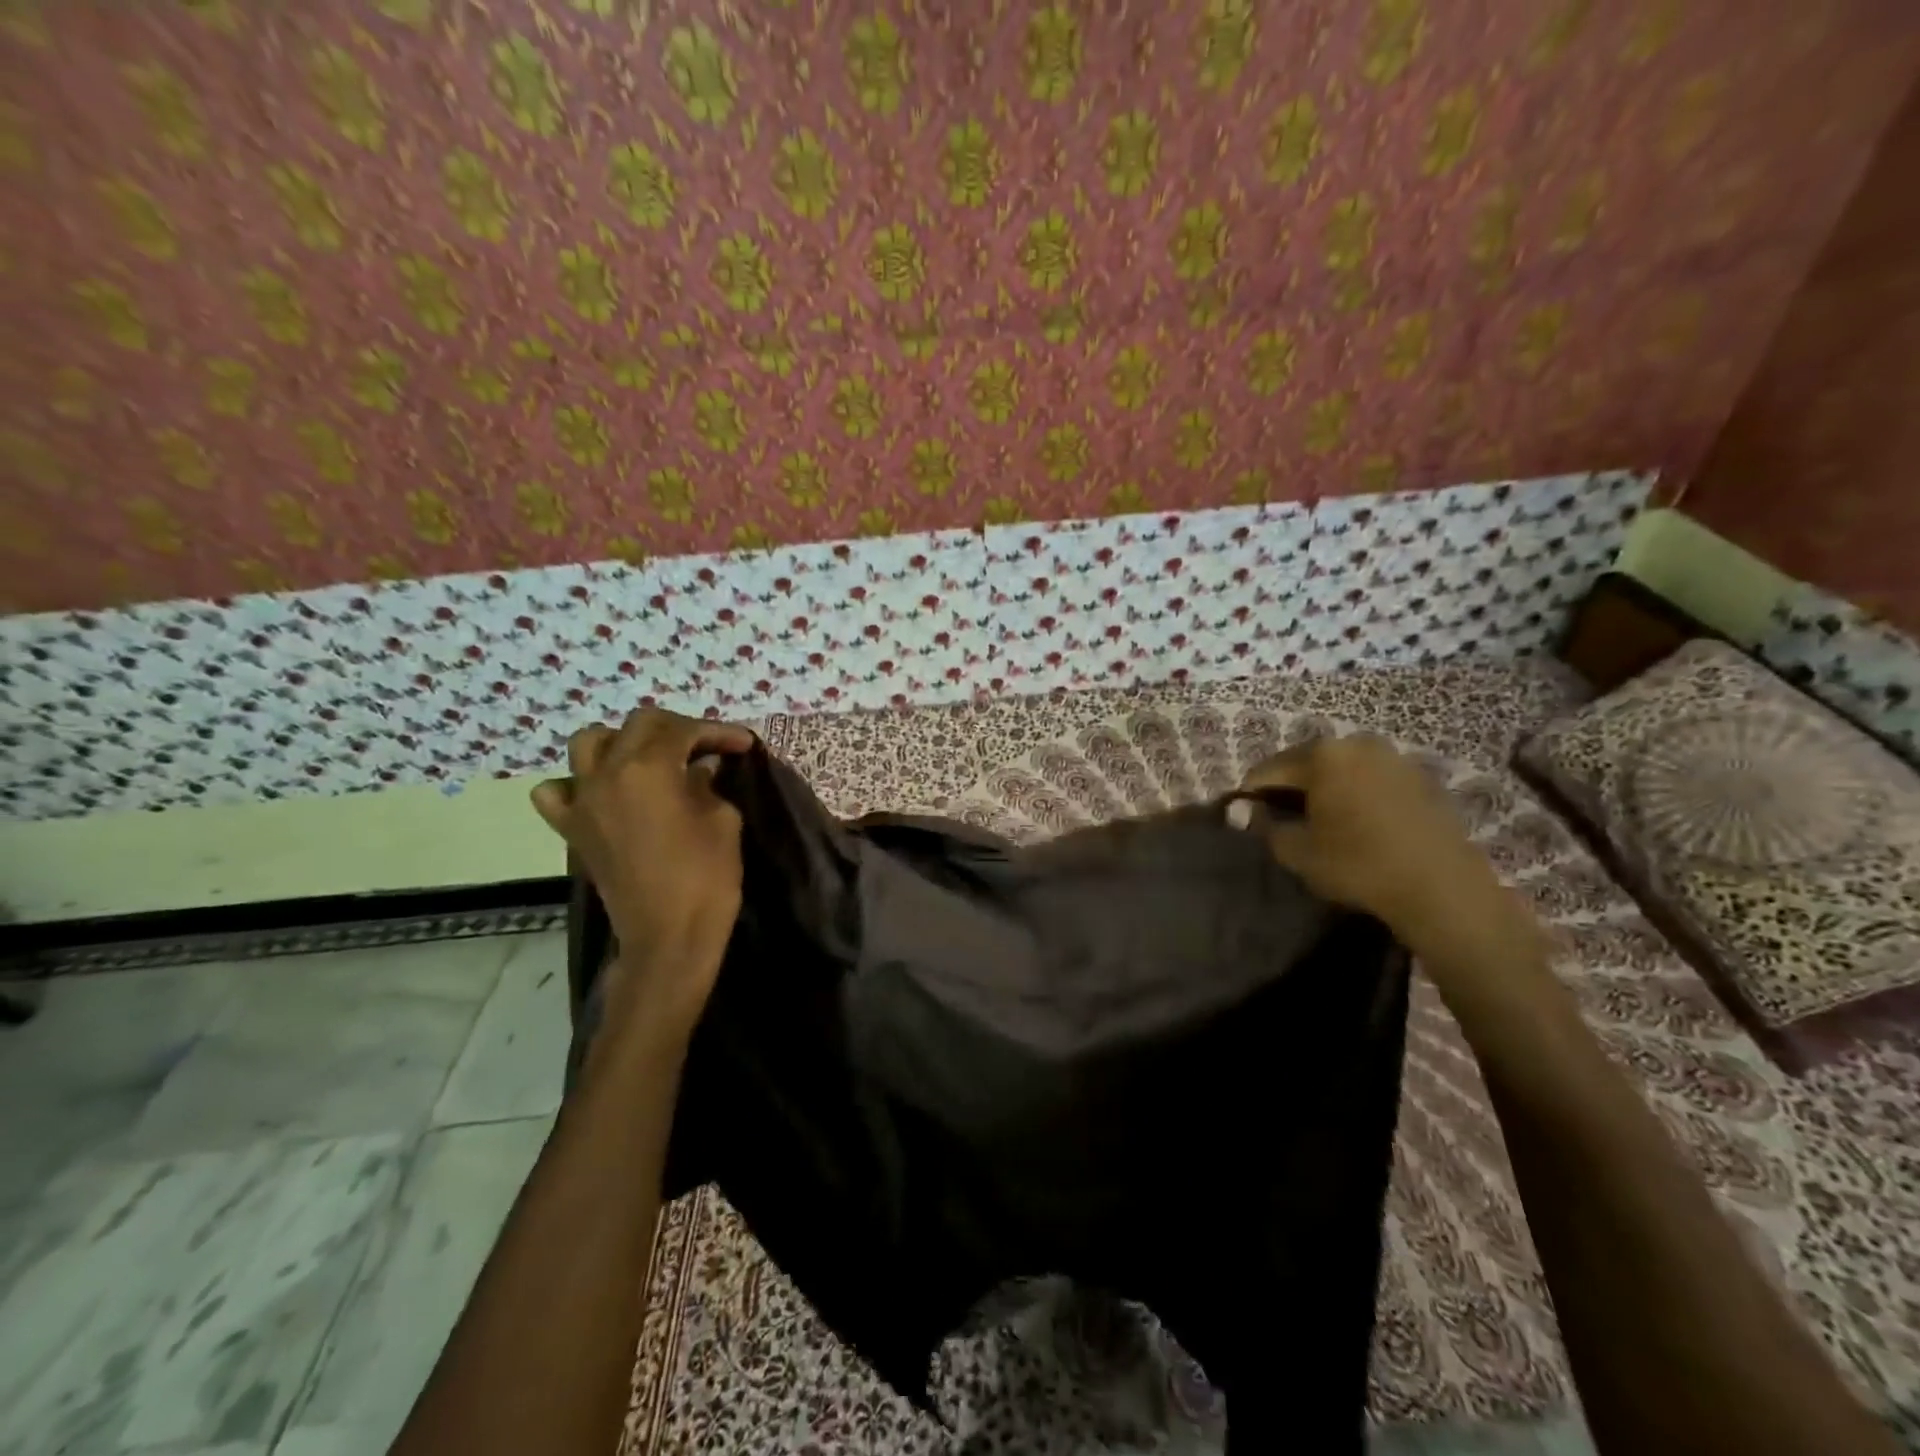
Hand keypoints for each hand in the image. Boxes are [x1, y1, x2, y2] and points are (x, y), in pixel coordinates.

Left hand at [533, 709, 754, 1029]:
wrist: (668, 937)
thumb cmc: (706, 876)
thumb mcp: (723, 820)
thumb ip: (707, 783)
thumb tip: (699, 767)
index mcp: (649, 767)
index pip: (683, 730)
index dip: (717, 731)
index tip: (742, 743)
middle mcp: (608, 773)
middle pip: (638, 725)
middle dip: (676, 728)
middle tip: (706, 746)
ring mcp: (583, 800)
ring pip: (589, 743)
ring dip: (622, 741)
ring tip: (650, 758)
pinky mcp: (573, 828)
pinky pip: (557, 792)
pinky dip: (576, 783)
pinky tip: (601, 792)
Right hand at [1230, 734, 1528, 960]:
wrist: (1443, 890)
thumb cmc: (1358, 865)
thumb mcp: (1297, 851)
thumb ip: (1264, 826)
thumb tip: (1245, 812)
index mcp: (1322, 754)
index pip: (1267, 770)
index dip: (1250, 795)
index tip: (1246, 819)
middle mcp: (1357, 743)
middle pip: (1305, 763)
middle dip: (1289, 789)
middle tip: (1283, 821)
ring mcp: (1394, 757)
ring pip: (1340, 770)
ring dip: (1324, 790)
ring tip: (1322, 824)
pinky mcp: (1421, 778)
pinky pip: (1371, 780)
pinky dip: (1356, 795)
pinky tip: (1358, 825)